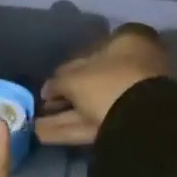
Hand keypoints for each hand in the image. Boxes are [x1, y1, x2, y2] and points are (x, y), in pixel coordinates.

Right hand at [35, 24, 172, 146]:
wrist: (142, 121)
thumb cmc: (108, 83)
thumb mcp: (75, 78)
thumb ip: (58, 82)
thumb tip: (47, 89)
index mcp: (128, 42)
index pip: (91, 50)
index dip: (67, 68)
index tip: (49, 84)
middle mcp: (134, 66)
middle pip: (92, 81)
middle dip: (65, 95)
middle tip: (42, 105)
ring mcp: (134, 97)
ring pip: (92, 104)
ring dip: (64, 115)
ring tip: (35, 124)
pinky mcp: (129, 124)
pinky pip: (95, 123)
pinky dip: (70, 128)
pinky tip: (43, 134)